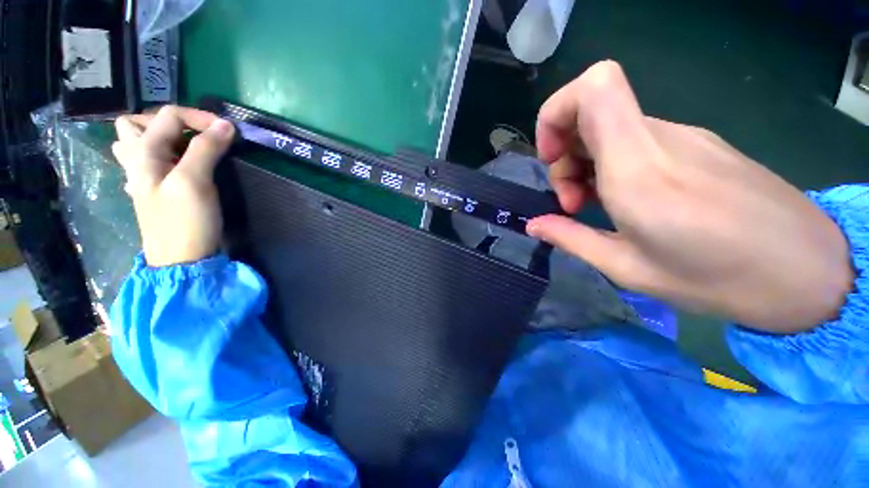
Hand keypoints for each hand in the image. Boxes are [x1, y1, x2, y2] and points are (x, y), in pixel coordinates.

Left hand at [113, 106, 235, 266]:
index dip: (200, 117)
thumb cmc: (185, 221)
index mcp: (143, 153)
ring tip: (184, 147)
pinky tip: (178, 167)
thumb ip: (206, 149)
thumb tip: (225, 125)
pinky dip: (164, 156)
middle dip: (169, 122)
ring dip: (160, 136)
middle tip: (195, 135)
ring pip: (138, 142)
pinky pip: (151, 162)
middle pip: (138, 122)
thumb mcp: (194, 182)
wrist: (183, 260)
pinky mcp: (157, 191)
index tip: (230, 131)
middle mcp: (137, 160)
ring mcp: (144, 177)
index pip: (169, 115)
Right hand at [528, 61, 852, 332]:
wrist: (807, 272)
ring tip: (597, 207)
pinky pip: (635, 140)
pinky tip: (624, 201)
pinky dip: (611, 164)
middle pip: (590, 112)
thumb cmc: (717, 279)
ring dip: (586, 164)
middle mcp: (659, 139)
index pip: (592, 88)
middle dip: (564, 157)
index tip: (551, 157)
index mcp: (637, 168)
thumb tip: (534, 224)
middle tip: (573, 203)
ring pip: (609, 128)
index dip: (556, 112)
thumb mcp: (626, 268)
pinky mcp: (697, 145)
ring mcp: (683, 137)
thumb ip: (571, 238)